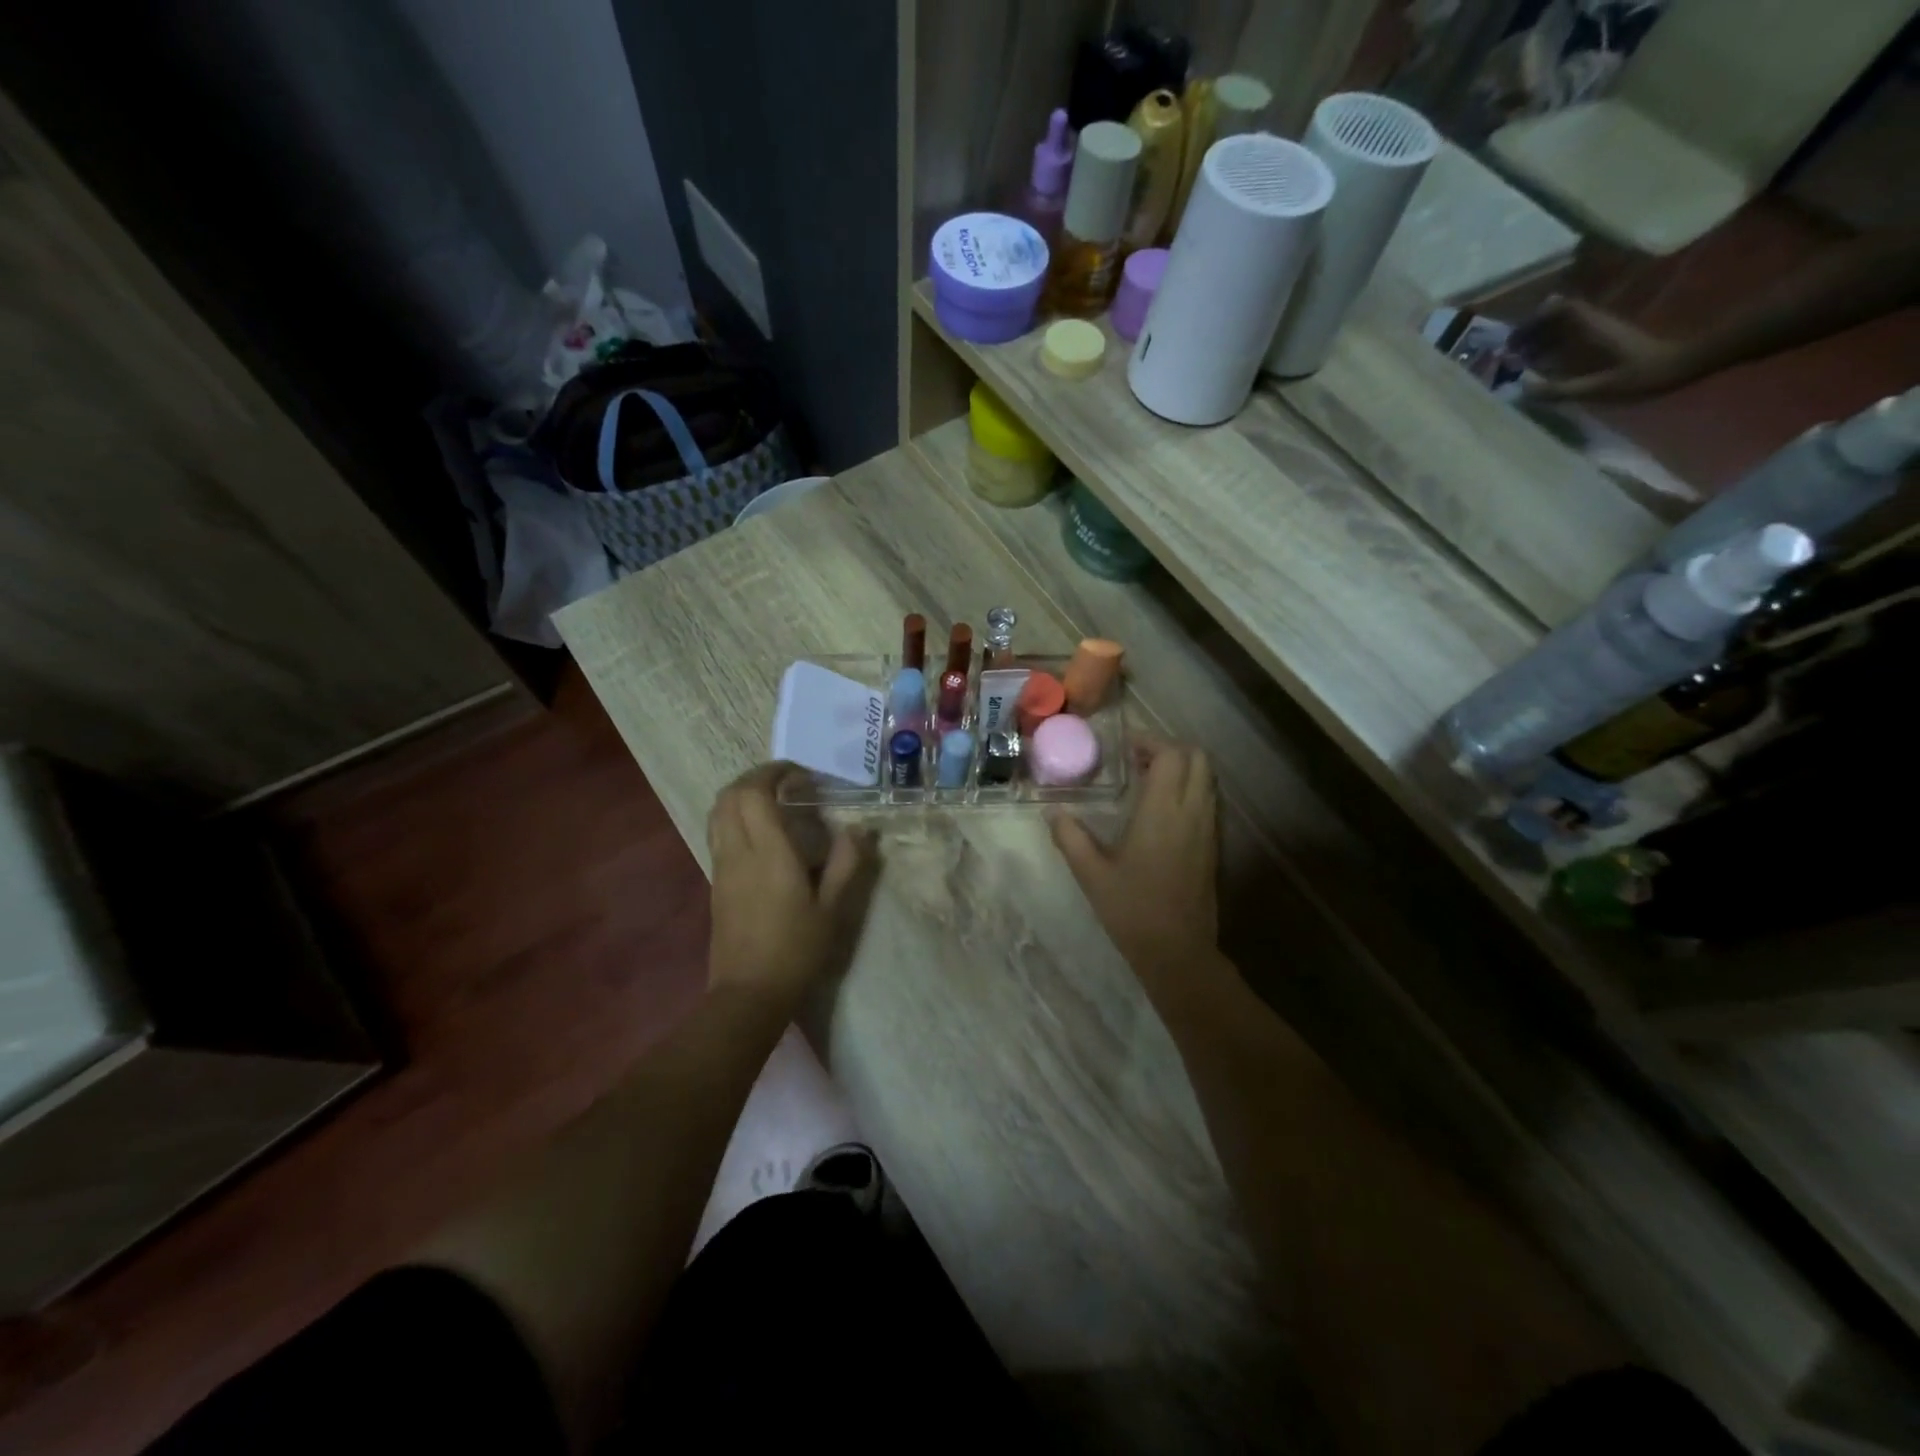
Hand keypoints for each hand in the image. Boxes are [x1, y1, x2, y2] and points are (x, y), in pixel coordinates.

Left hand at [706, 764, 874, 1013]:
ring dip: (741, 795)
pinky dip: (735, 816)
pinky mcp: (715, 882)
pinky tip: (761, 833)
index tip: (800, 774)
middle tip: (787, 781)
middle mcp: (738, 851)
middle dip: (756, 777)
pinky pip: (718, 832)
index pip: (755, 793)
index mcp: (768, 852)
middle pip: (730, 795)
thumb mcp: (833, 909)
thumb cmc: (796, 950)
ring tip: (772, 801)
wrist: (748, 993)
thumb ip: (847, 863)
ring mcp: (721, 866)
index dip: (774, 772)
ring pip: (718, 812)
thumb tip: (860, 829)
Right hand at [1050, 739, 1218, 989]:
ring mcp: (1208, 829)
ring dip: (1181, 768)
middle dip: (1170, 748)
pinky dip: (1189, 789)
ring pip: (1207, 778)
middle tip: (1137, 759)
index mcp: (1163, 811)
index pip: (1172, 755)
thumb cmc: (1132, 910)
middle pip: (1198, 758)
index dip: (1151, 741)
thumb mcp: (1091, 874)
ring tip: (1146, 780)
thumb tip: (1052, 812)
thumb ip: (1070, 837)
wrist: (1178, 952)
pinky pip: (1207, 800)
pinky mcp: (1213, 846)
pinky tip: (1160, 810)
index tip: (1125, 746)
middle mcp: (1192, 812)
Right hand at [1517, 297, 1702, 402]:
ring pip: (1565, 327)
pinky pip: (1574, 338)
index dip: (1535, 320)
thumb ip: (1558, 390)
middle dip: (1532, 332)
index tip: (1514, 340)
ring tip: (1523, 361)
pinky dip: (1556, 348)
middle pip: (1559, 318)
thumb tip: (1522, 388)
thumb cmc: (1642, 376)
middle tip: (1510, 354)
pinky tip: (1547, 366)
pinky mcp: (1608, 341)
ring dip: (1542, 340)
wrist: (1683, 366)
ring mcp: (1603, 332)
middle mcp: (1596, 325)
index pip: (1562, 309)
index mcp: (1593, 329)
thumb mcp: (1598, 388)